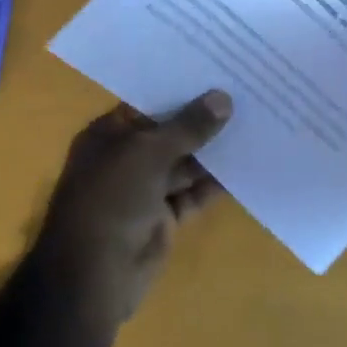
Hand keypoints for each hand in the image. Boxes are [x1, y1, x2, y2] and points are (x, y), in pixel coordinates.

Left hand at [34, 92, 230, 325]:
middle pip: (169, 132)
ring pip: (184, 163)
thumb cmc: (111, 199)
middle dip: (203, 119)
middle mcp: (125, 158)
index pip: (148, 102)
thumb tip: (223, 98)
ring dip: (213, 151)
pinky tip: (246, 166)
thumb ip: (188, 126)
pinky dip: (214, 184)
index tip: (217, 70)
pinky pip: (193, 194)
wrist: (93, 276)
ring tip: (253, 125)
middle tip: (245, 93)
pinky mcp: (162, 218)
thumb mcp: (149, 153)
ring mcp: (144, 189)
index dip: (180, 88)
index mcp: (109, 134)